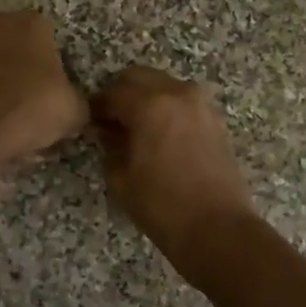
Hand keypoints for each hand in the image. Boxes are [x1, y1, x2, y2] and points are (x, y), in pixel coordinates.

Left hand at [0, 11, 87, 168]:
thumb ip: (78, 102)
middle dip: (22, 66)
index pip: (48, 37)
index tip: (52, 91)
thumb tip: (77, 108)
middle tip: (29, 101)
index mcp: (32, 23)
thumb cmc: (31, 108)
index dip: (52, 65)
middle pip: (15, 44)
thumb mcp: (74, 111)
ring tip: (4, 113)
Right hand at [92, 67, 256, 263]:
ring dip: (146, 99)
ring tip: (135, 130)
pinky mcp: (215, 120)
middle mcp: (178, 93)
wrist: (218, 229)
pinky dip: (167, 109)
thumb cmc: (162, 206)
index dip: (96, 106)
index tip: (88, 121)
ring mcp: (201, 105)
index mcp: (150, 104)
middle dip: (121, 94)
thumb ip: (110, 146)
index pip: (113, 92)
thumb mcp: (121, 178)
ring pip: (164, 86)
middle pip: (140, 77)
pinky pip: (183, 102)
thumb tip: (107, 132)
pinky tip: (159, 136)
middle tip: (110, 121)